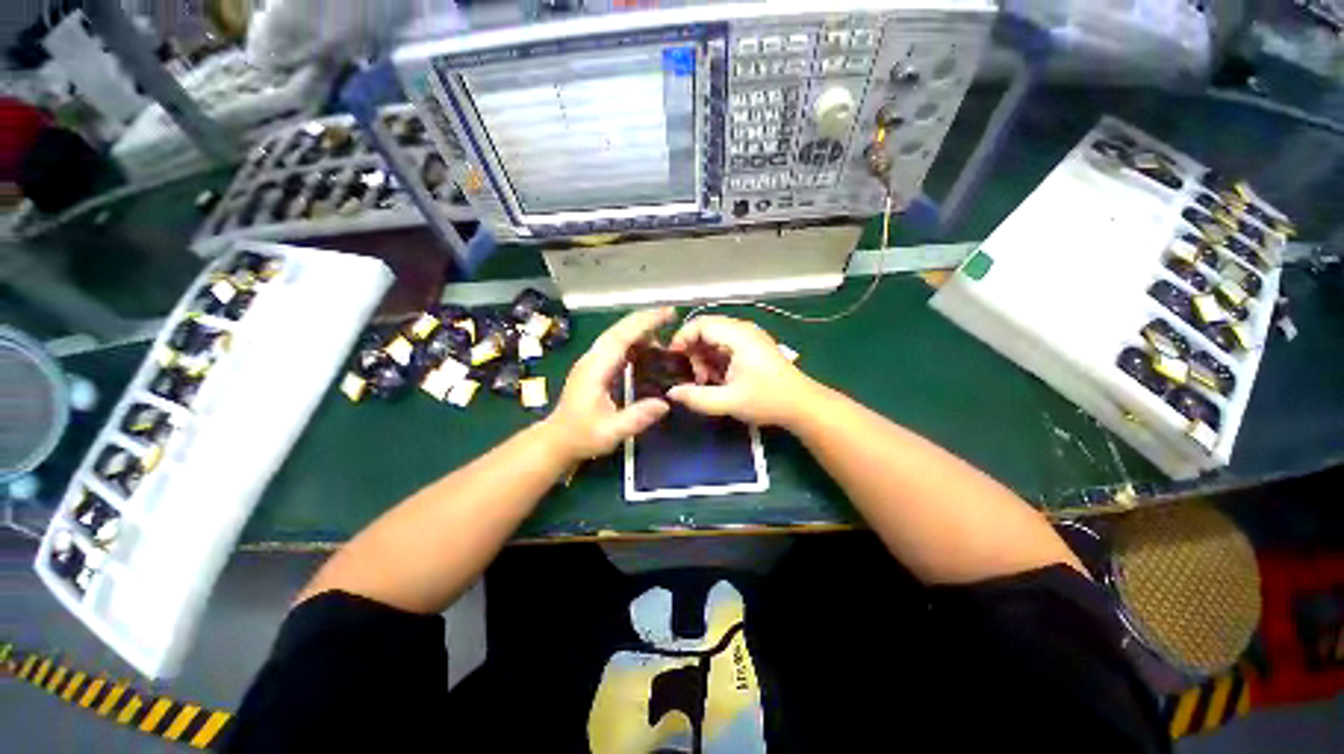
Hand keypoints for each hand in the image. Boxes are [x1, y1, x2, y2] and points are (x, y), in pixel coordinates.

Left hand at [542, 307, 674, 462]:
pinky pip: (616, 346)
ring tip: (665, 335)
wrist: (557, 440)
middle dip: (645, 319)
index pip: (621, 337)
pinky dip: (634, 341)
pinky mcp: (595, 366)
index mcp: (595, 369)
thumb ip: (636, 418)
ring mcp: (592, 361)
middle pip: (619, 330)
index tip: (667, 314)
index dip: (645, 323)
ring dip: (640, 330)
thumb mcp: (610, 432)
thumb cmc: (582, 436)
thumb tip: (665, 403)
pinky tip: (648, 350)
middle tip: (671, 315)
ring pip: (617, 335)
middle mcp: (592, 359)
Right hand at [666, 315, 816, 426]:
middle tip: (695, 377)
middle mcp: (743, 330)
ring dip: (704, 358)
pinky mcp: (751, 347)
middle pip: (706, 330)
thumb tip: (671, 392)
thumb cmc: (767, 400)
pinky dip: (715, 361)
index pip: (701, 324)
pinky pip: (724, 346)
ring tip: (707, 381)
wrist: (802, 405)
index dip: (682, 338)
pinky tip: (718, 380)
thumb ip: (697, 397)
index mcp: (738, 336)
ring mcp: (748, 338)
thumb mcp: (729, 401)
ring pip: (714, 339)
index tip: (674, 360)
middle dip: (693, 352)